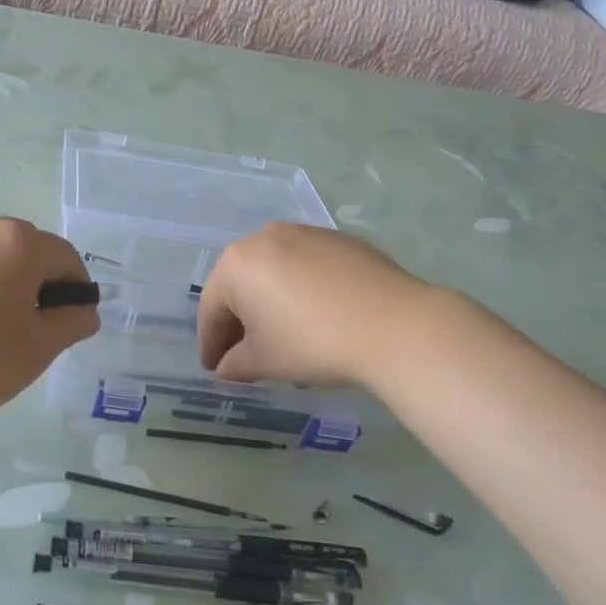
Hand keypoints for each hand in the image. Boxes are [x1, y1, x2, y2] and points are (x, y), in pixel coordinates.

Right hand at [198, 223, 430, 388]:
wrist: (394, 325)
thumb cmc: (312, 342)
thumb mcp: (264, 361)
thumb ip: (235, 365)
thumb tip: (226, 369)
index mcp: (236, 263)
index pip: (212, 309)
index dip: (211, 344)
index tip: (214, 369)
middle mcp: (265, 237)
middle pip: (243, 287)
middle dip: (243, 324)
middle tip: (247, 358)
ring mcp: (306, 234)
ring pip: (277, 275)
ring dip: (274, 307)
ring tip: (289, 344)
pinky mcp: (341, 240)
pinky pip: (308, 268)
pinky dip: (304, 293)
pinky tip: (321, 320)